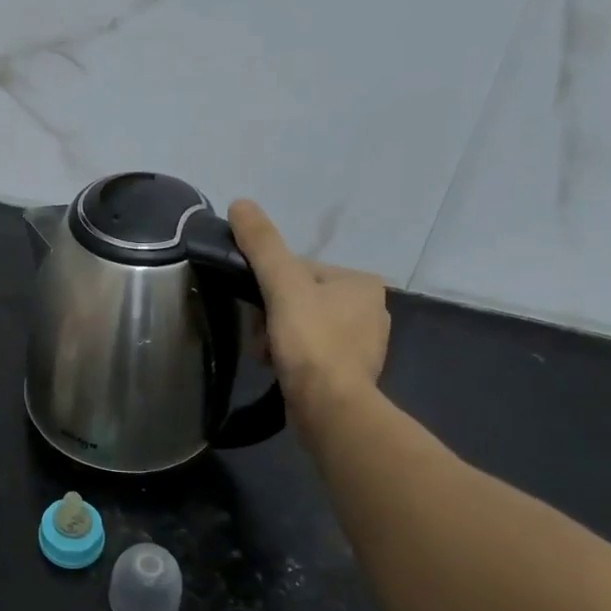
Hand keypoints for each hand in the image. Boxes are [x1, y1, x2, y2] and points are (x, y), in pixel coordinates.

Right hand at [228, 200, 389, 423]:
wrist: (331, 407)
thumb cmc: (310, 341)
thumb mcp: (282, 285)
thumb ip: (263, 245)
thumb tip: (240, 203)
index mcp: (361, 282)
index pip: (299, 270)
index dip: (269, 288)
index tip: (258, 309)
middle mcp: (371, 308)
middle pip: (299, 299)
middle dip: (272, 318)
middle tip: (261, 337)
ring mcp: (364, 343)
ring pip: (303, 326)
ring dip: (278, 339)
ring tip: (269, 357)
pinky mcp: (352, 371)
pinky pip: (313, 352)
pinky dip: (293, 358)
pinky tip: (283, 370)